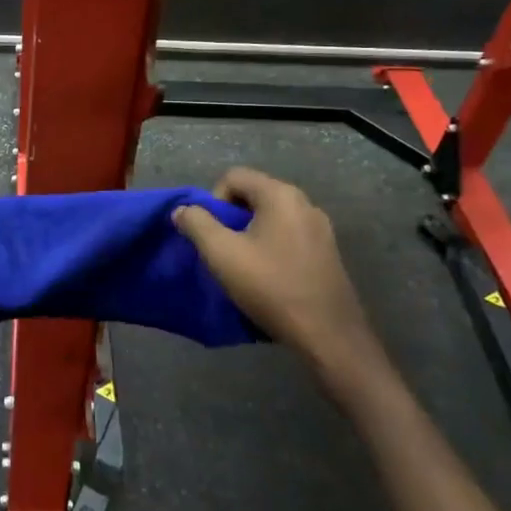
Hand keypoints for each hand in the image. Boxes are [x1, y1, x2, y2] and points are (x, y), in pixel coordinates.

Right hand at [173, 168, 393, 398]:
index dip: (213, 200)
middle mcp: (304, 202)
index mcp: (280, 195)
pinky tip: (267, 276)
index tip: (212, 234)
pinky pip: (288, 235)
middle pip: (253, 194)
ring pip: (270, 217)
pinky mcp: (327, 251)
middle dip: (230, 218)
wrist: (328, 334)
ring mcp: (320, 228)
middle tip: (223, 250)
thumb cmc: (271, 287)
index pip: (234, 176)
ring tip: (243, 266)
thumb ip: (196, 224)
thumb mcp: (221, 254)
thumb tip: (183, 210)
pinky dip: (270, 246)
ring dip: (249, 234)